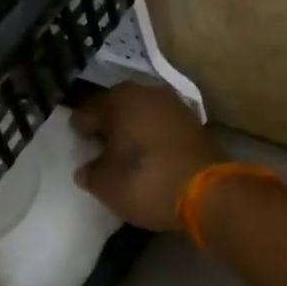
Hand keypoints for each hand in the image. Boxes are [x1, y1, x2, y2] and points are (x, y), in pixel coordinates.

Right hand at [71, 82, 225, 230]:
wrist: (208, 193)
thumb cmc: (146, 181)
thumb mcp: (105, 185)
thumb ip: (90, 172)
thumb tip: (87, 168)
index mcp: (119, 99)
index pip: (86, 112)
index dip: (79, 131)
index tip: (78, 147)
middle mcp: (146, 92)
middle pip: (117, 108)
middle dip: (108, 126)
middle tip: (99, 150)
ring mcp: (175, 105)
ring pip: (142, 115)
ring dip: (132, 131)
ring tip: (126, 155)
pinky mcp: (195, 123)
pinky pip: (162, 127)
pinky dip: (153, 139)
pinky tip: (150, 158)